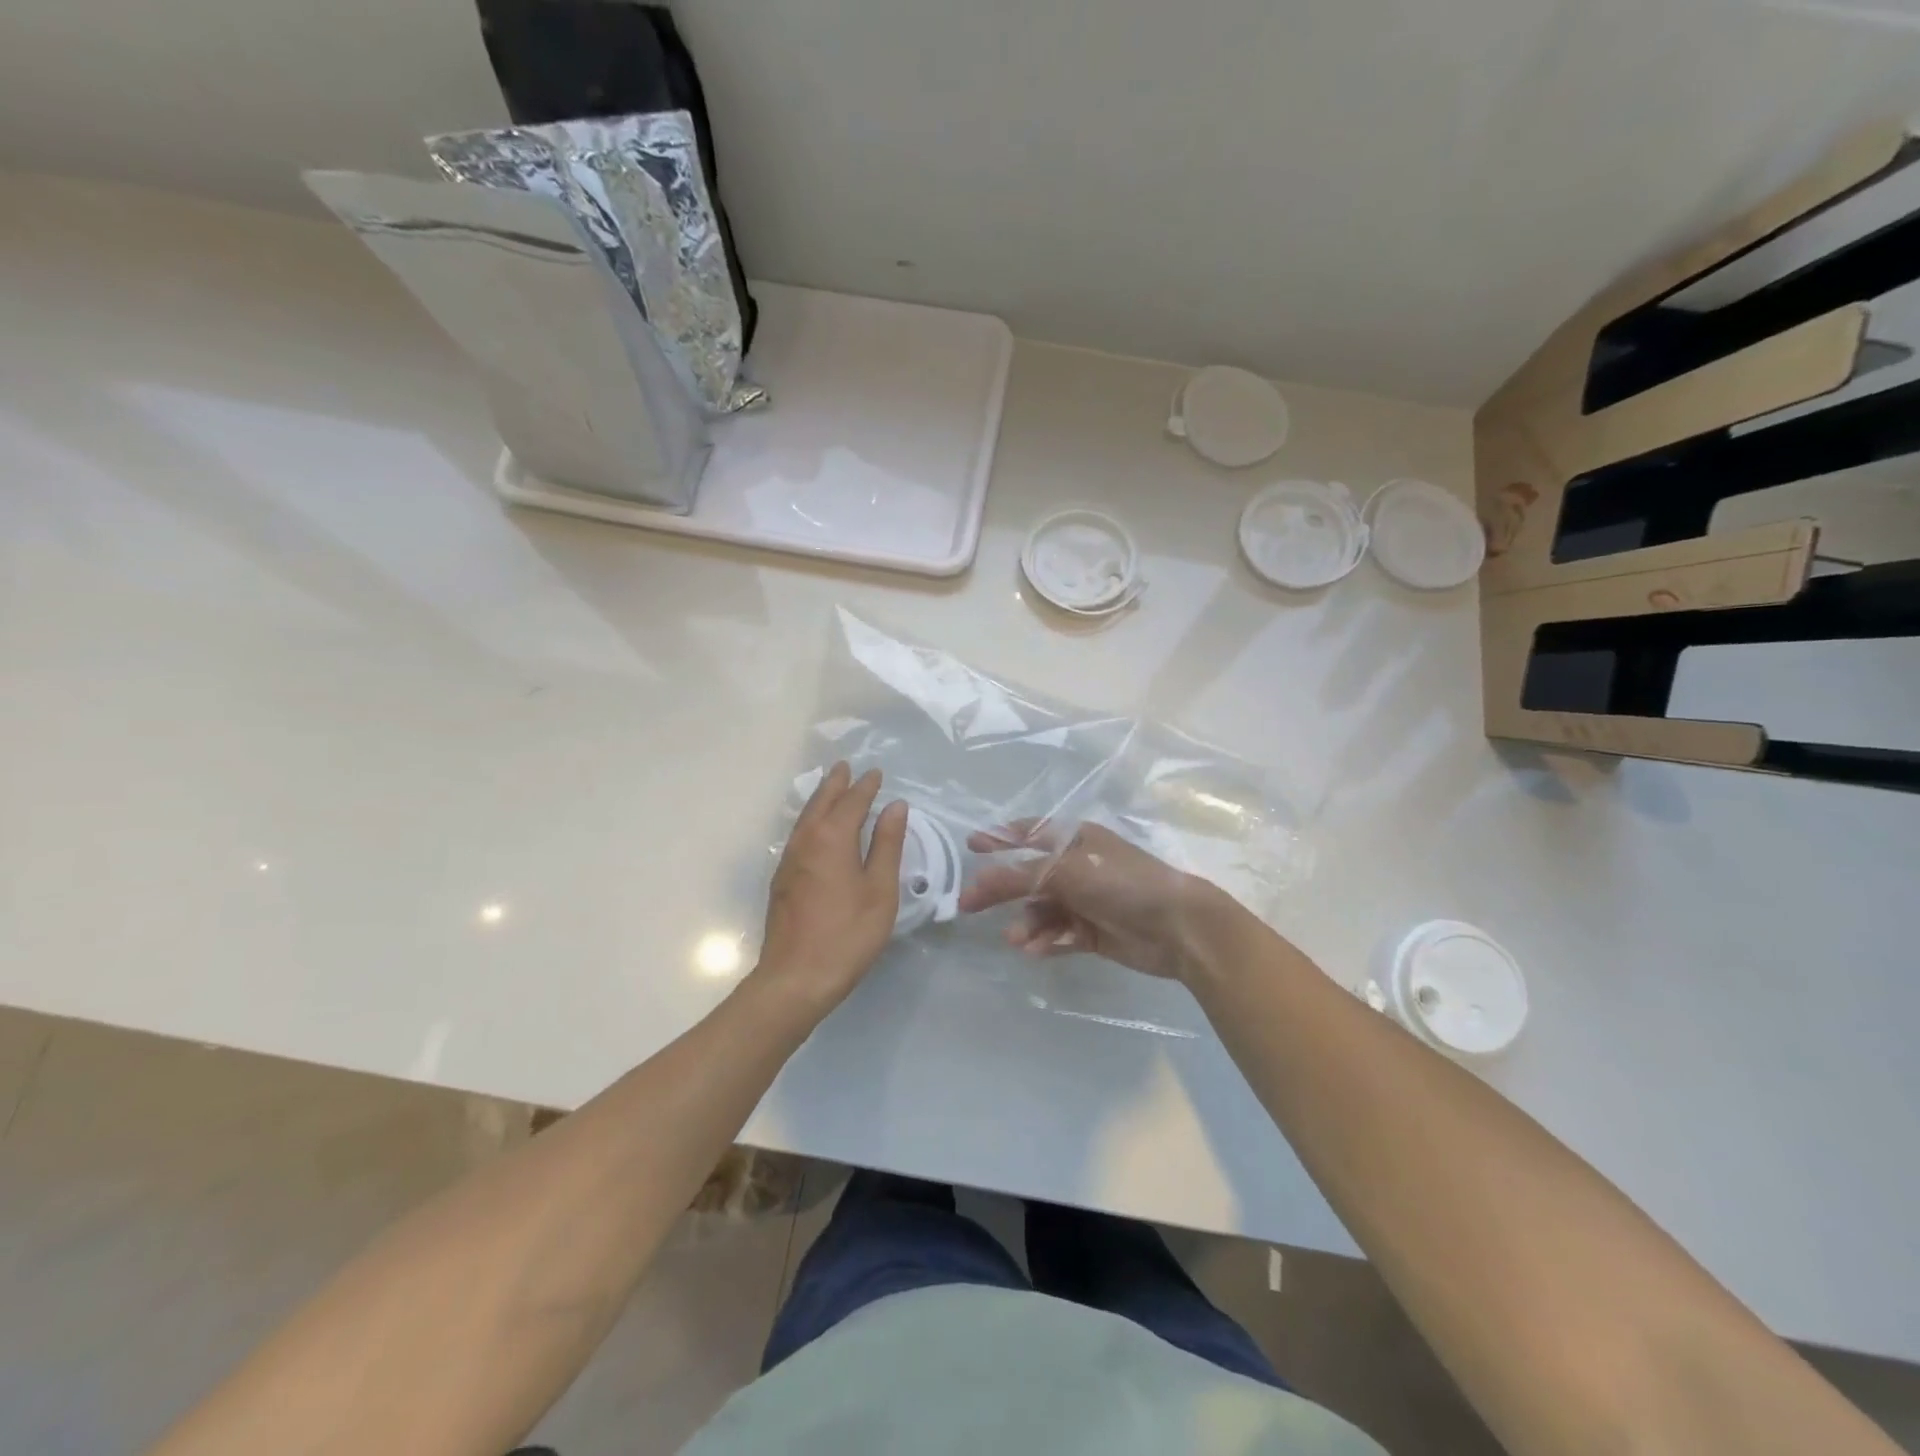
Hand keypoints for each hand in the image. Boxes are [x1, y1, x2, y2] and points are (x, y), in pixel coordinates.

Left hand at [753, 763, 907, 1015]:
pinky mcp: (782, 880)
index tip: (876, 773)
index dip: (866, 787)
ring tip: (830, 788)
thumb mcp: (880, 890)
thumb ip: (887, 845)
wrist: (795, 978)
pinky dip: (810, 820)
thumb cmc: (847, 934)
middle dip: (835, 784)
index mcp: (833, 839)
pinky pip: (798, 834)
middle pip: (822, 803)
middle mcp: (806, 842)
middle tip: (844, 766)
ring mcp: (790, 861)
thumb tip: (895, 807)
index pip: (852, 802)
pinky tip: (815, 829)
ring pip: (805, 818)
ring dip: (820, 799)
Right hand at [957, 820, 1233, 981]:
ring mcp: (1086, 900)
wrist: (1178, 927)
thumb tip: (979, 880)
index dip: (1001, 838)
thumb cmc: (1121, 883)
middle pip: (1029, 876)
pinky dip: (1047, 941)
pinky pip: (1059, 934)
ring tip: (1017, 940)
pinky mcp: (1093, 932)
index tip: (971, 845)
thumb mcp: (1066, 871)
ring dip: (1027, 923)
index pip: (1030, 833)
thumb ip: (1020, 875)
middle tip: (967, 905)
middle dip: (1000, 890)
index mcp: (1076, 839)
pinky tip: (1037, 950)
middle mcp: (1078, 866)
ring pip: (1042, 910)